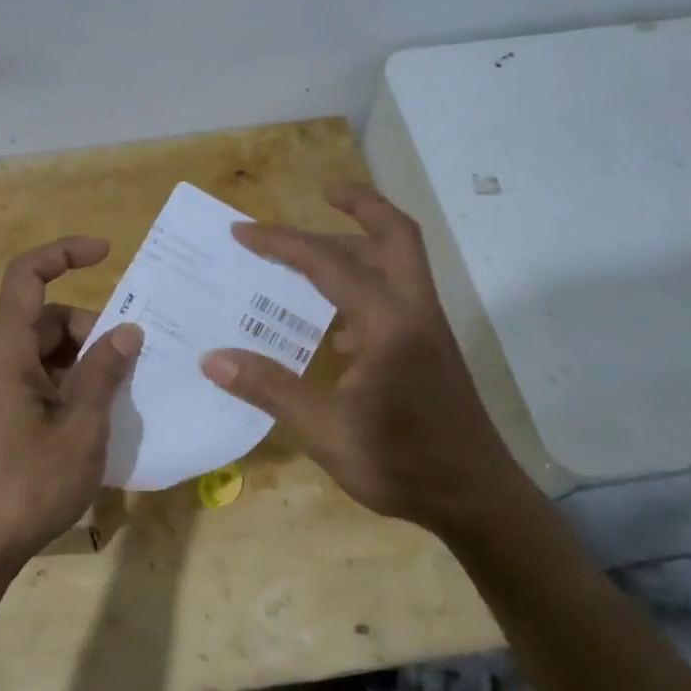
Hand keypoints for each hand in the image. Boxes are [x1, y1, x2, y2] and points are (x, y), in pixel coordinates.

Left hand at [0, 237, 142, 576]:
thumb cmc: (27, 482)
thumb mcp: (81, 426)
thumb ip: (104, 372)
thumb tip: (127, 331)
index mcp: (6, 349)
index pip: (28, 275)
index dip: (64, 253)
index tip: (107, 253)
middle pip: (45, 317)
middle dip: (91, 327)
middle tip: (131, 359)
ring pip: (45, 350)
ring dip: (84, 360)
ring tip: (122, 392)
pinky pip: (38, 379)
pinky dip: (70, 383)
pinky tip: (98, 416)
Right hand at [199, 182, 532, 536]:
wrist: (477, 499)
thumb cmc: (402, 462)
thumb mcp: (325, 430)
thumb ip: (270, 389)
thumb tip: (212, 358)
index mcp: (388, 322)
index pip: (329, 263)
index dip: (283, 243)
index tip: (243, 232)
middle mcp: (414, 312)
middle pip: (394, 236)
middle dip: (360, 206)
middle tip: (324, 191)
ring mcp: (427, 331)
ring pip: (399, 265)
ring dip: (361, 246)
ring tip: (314, 253)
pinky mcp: (430, 351)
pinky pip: (396, 299)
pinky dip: (365, 289)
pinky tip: (333, 325)